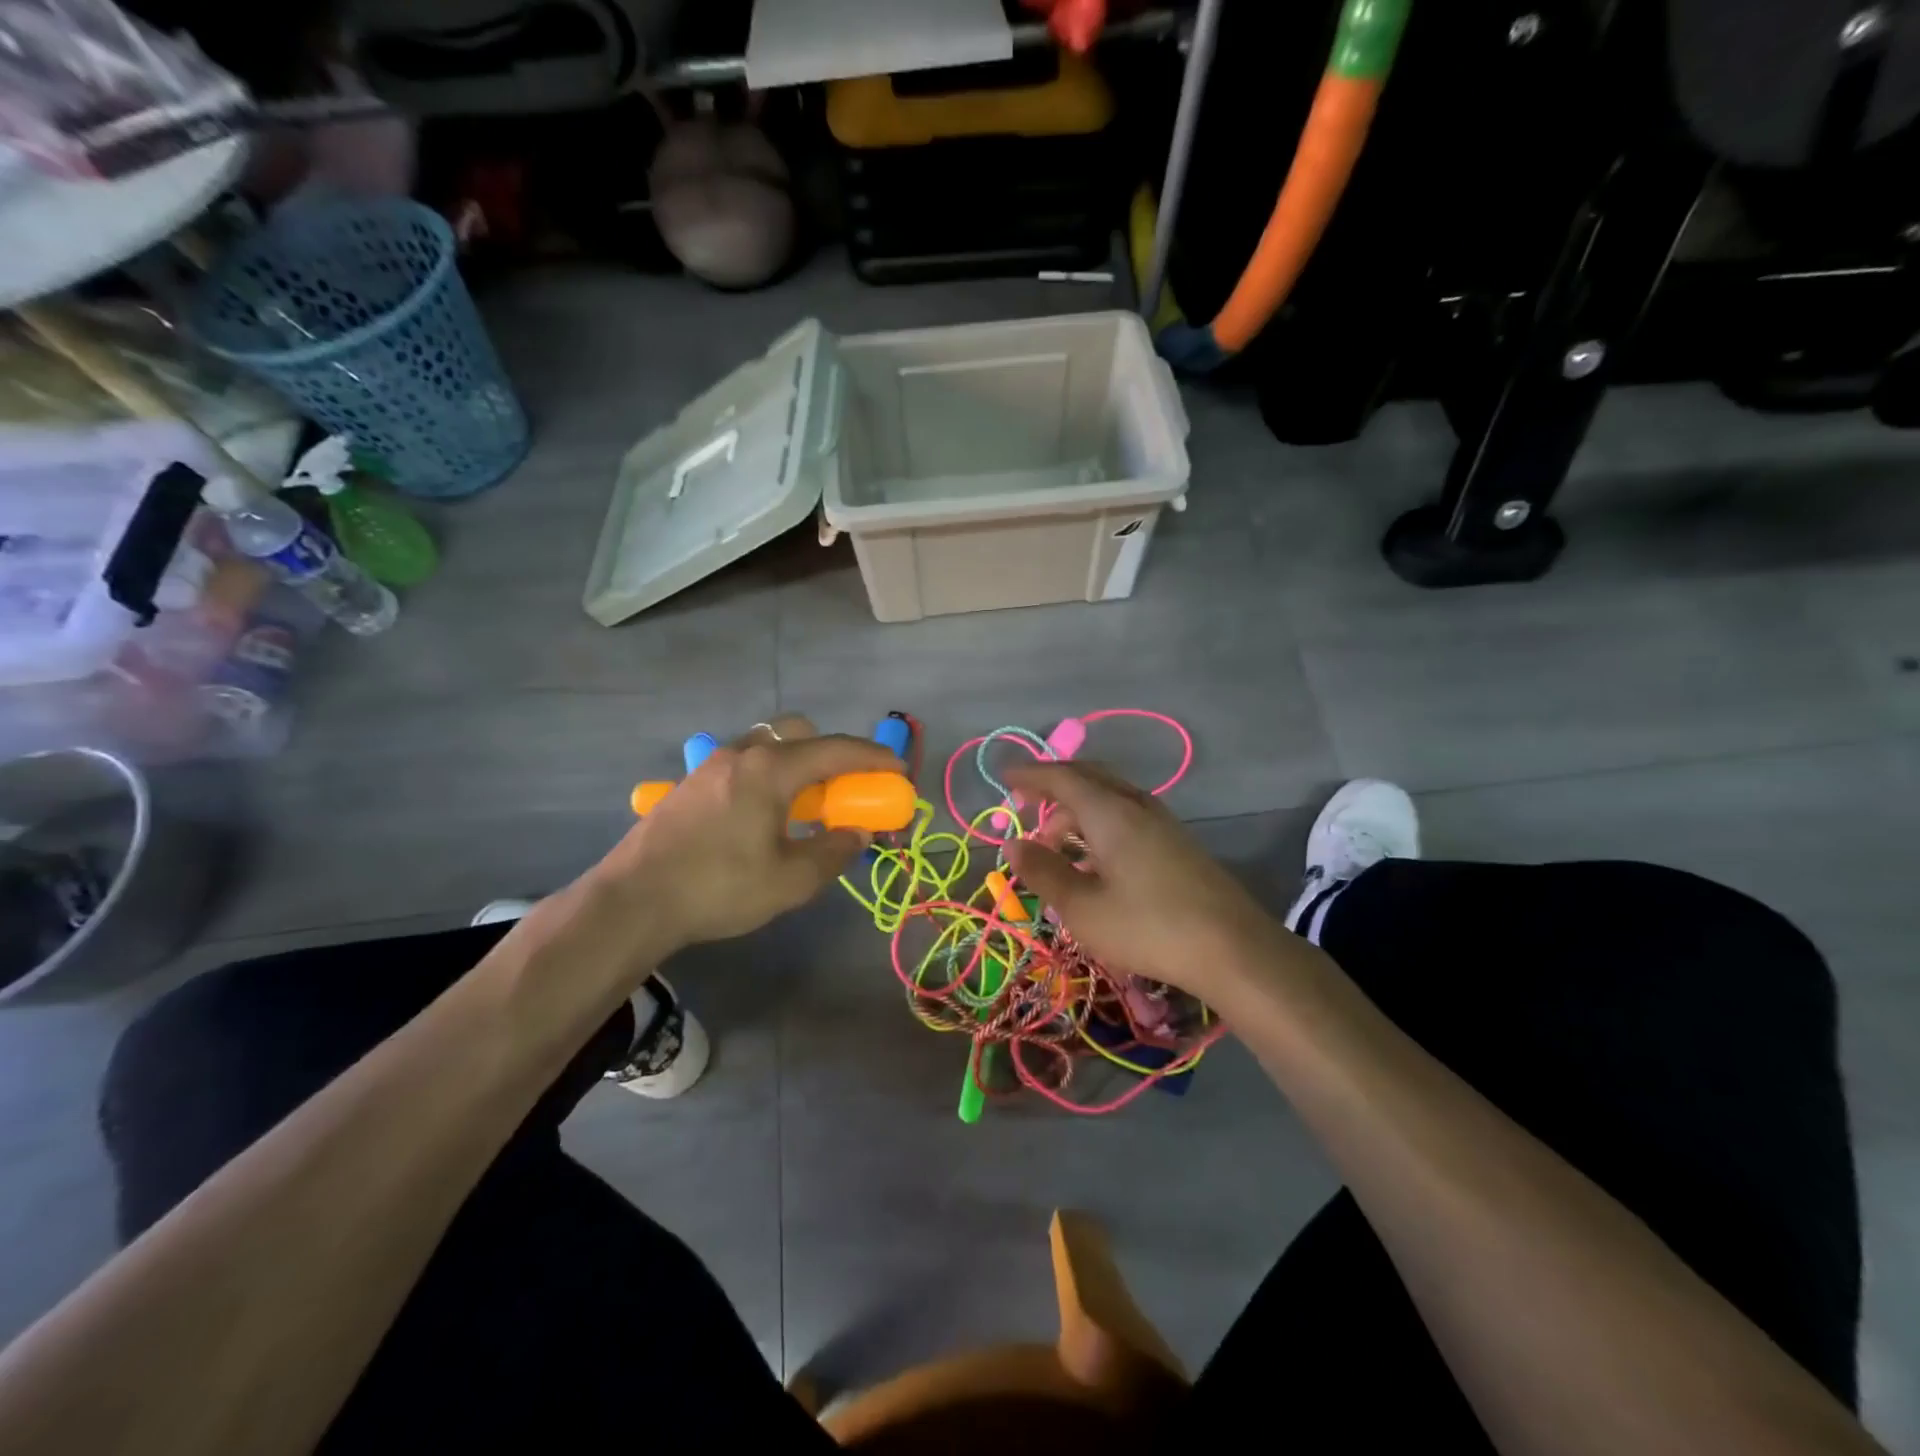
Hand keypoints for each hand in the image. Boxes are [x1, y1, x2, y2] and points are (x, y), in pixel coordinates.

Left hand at [590, 716, 903, 952]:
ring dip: (799, 764)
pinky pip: (745, 763)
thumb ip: (833, 851)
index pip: (837, 749)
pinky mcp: (692, 783)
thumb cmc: (719, 887)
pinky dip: (770, 776)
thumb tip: (857, 833)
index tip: (899, 770)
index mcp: (771, 768)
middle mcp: (743, 753)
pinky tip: (764, 816)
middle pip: (800, 732)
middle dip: (832, 753)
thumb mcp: (790, 880)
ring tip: (805, 807)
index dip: (874, 758)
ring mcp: (712, 765)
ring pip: (769, 746)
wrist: (632, 901)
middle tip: (845, 789)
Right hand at [1001, 762, 1286, 999]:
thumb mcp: (1082, 907)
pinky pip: (1127, 816)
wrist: (1233, 949)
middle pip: (1089, 778)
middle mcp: (1137, 806)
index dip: (1031, 775)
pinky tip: (1095, 860)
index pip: (1062, 778)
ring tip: (1056, 846)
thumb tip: (1013, 844)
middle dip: (1054, 787)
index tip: (1004, 777)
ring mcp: (1162, 823)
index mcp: (1110, 812)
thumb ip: (1044, 872)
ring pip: (1110, 798)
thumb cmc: (1148, 927)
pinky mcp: (1177, 844)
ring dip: (1077, 811)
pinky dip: (1099, 824)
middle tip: (1027, 805)